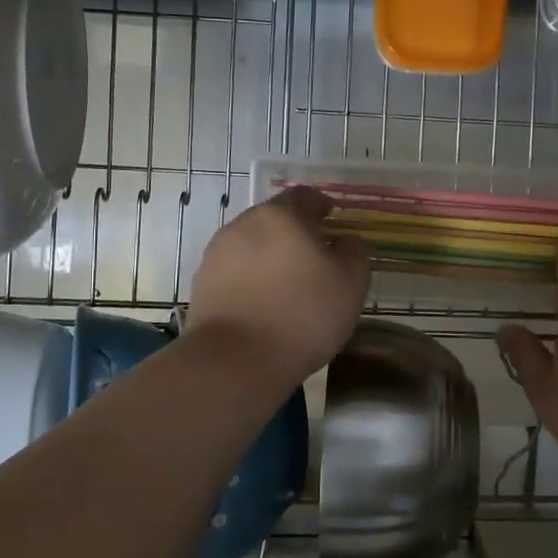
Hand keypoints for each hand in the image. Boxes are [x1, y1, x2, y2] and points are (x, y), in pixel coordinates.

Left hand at [186, 187, 369, 386]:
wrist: (236, 361)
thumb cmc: (303, 314)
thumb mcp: (351, 282)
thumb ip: (354, 251)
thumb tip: (345, 241)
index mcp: (281, 215)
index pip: (304, 196)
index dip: (321, 205)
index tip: (332, 218)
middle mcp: (243, 225)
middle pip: (274, 219)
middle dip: (294, 233)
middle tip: (315, 256)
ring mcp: (217, 254)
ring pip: (252, 245)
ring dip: (271, 257)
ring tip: (289, 285)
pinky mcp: (203, 285)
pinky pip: (235, 273)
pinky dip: (252, 280)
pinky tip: (265, 304)